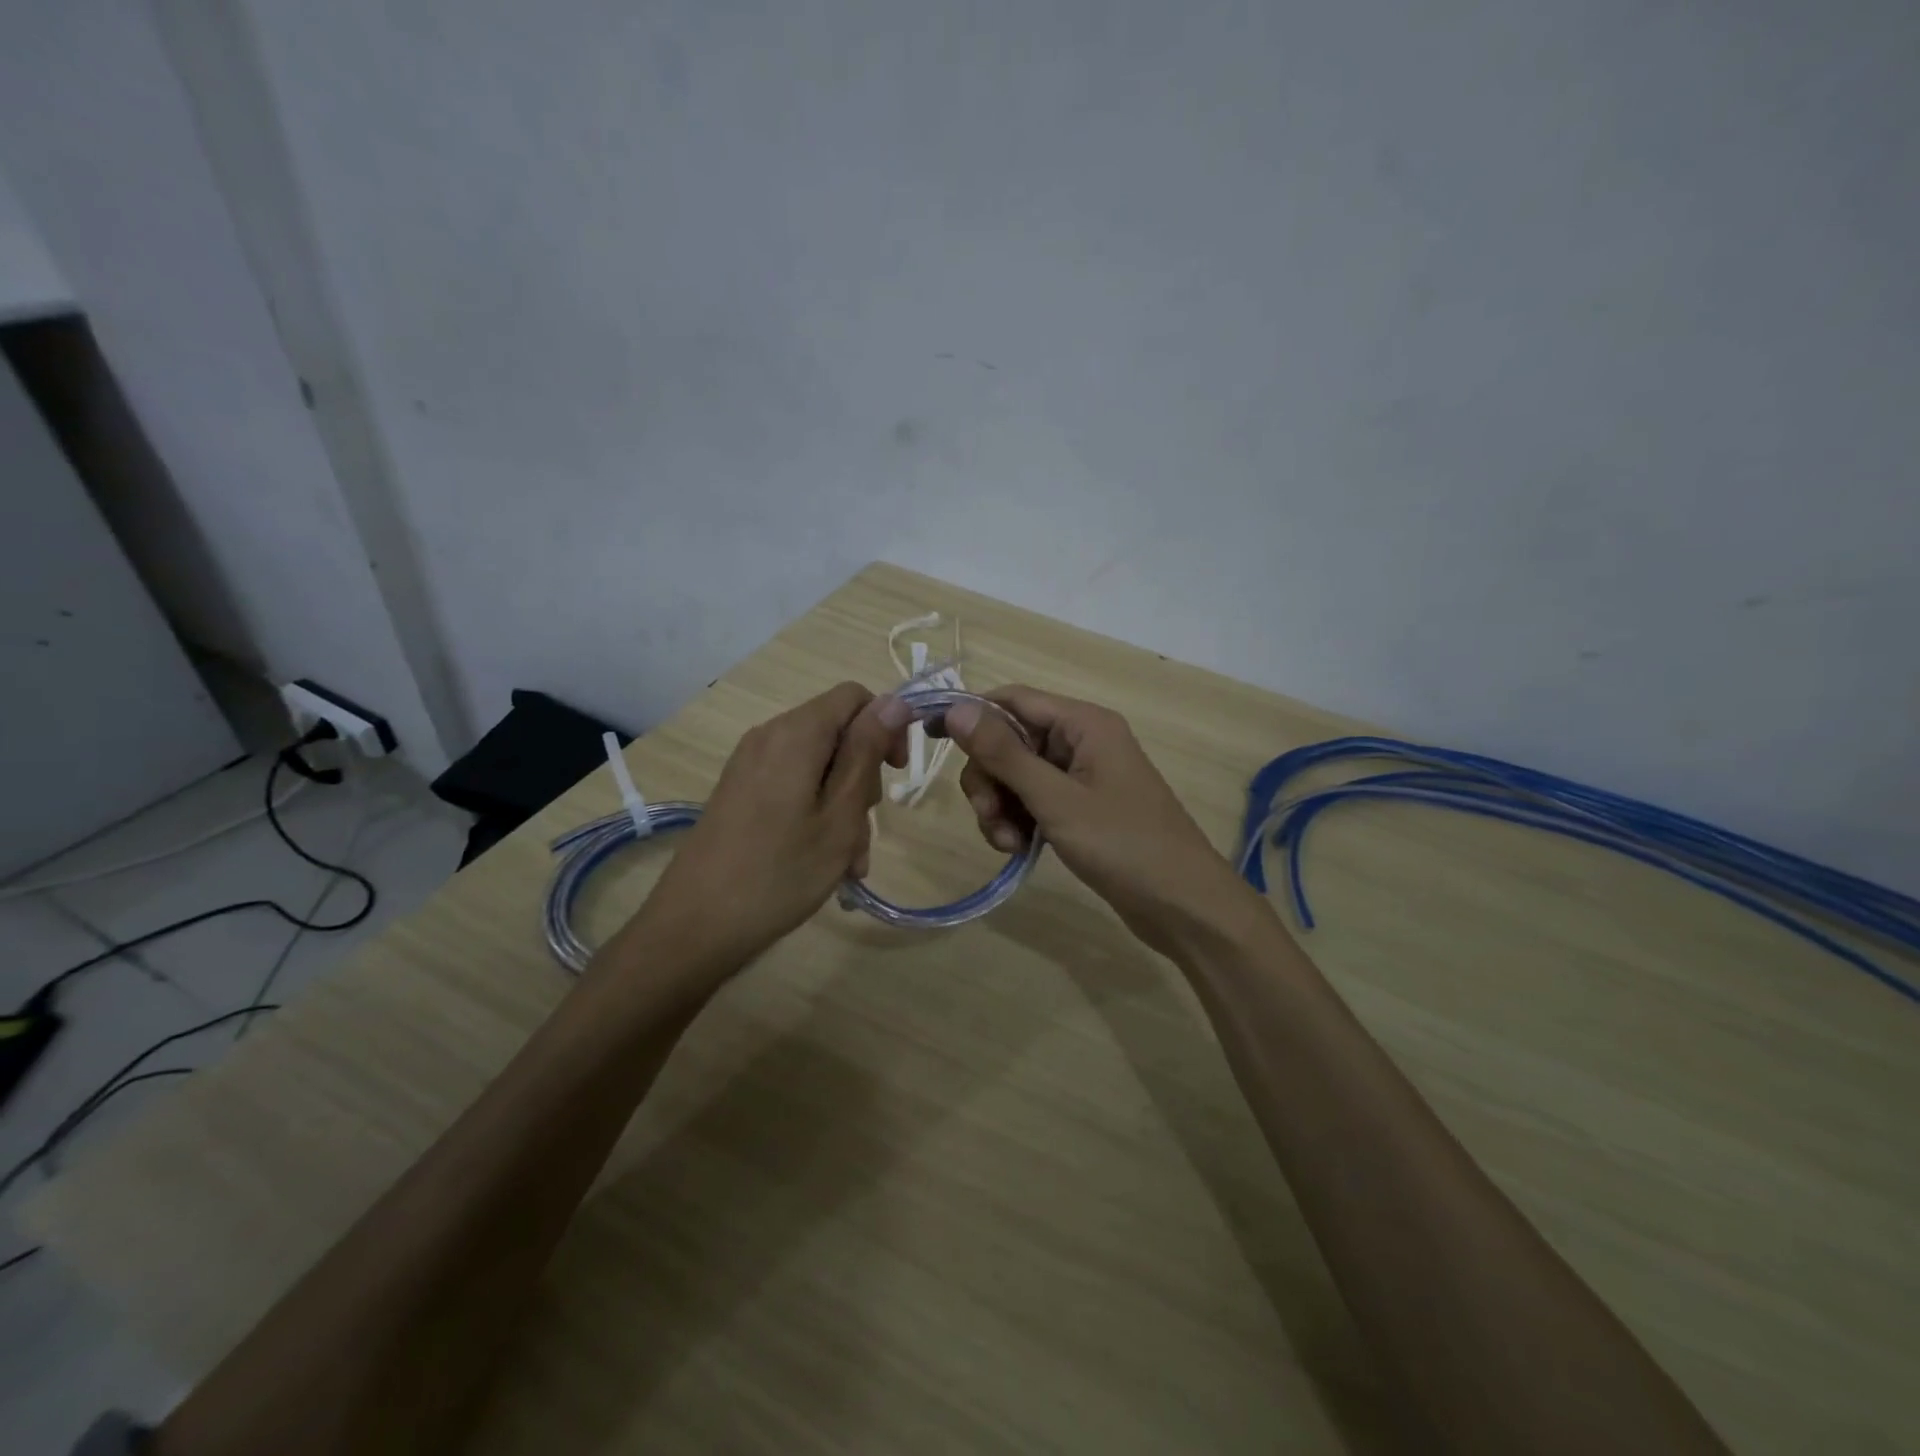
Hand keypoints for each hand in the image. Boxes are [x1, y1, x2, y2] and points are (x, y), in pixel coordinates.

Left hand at [623, 683, 909, 972]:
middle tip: (864, 832)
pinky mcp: (740, 792)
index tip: (896, 773)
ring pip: (819, 767)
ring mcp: (750, 765)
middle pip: (837, 733)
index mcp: (796, 733)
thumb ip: (867, 751)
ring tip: (848, 863)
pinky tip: (822, 861)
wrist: (695, 926)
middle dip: (863, 778)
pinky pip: (793, 786)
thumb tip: (895, 700)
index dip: (885, 726)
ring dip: (843, 807)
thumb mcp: (841, 814)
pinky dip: (816, 814)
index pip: (855, 697)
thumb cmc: (780, 872)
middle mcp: (770, 736)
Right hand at [940, 686, 1264, 956]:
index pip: (1012, 700)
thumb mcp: (1056, 799)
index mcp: (1083, 724)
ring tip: (1009, 844)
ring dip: (1001, 806)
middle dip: (989, 779)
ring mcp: (1080, 777)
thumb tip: (956, 708)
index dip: (971, 715)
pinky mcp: (1080, 808)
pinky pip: (1033, 801)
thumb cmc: (1123, 844)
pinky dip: (1018, 821)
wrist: (1182, 904)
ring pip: (1016, 776)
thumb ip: (1004, 754)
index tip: (929, 738)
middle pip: (1010, 741)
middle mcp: (1080, 741)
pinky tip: (1019, 849)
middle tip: (988, 817)